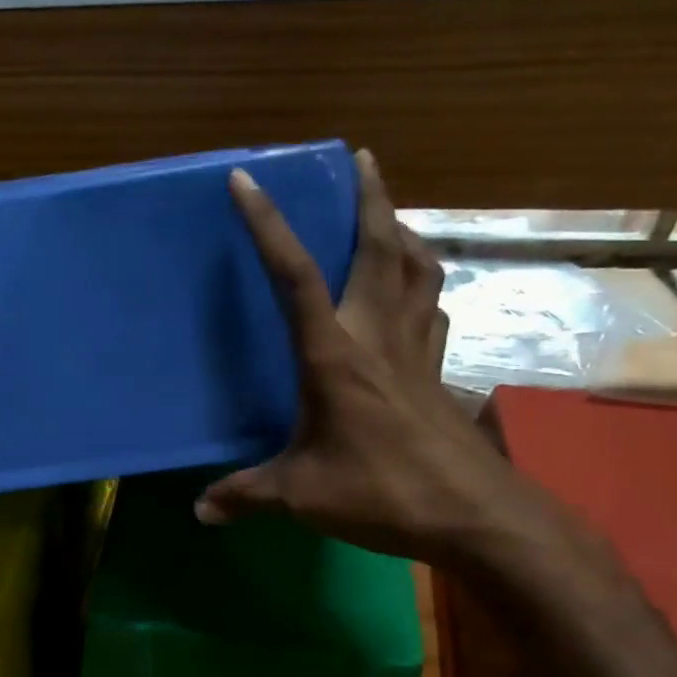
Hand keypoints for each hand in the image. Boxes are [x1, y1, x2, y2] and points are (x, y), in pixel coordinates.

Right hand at [195, 151, 544, 566]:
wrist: (477, 516)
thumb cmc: (383, 492)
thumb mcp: (300, 495)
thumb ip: (245, 495)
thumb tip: (199, 511)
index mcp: (334, 354)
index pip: (295, 276)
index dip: (268, 225)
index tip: (247, 181)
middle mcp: (377, 336)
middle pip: (381, 248)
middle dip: (370, 197)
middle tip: (360, 159)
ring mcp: (416, 350)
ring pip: (418, 269)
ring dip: (402, 232)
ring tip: (386, 215)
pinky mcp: (437, 371)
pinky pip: (430, 308)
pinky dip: (421, 283)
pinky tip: (412, 292)